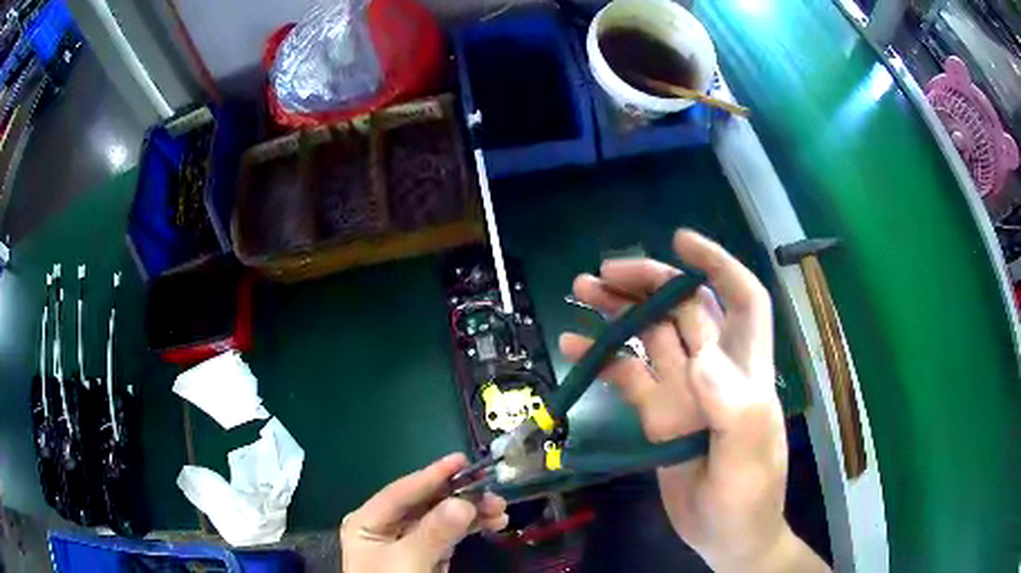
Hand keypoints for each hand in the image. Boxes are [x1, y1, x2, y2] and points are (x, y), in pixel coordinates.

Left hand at [340, 453, 508, 572]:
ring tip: (500, 509)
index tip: (462, 460)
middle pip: (425, 503)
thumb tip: (464, 503)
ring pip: (442, 518)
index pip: (401, 492)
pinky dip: (472, 528)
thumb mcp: (407, 561)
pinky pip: (451, 535)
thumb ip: (433, 533)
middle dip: (459, 496)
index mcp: (368, 522)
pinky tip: (493, 522)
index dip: (432, 475)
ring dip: (471, 512)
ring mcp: (409, 541)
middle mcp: (387, 527)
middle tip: (491, 490)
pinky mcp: (428, 555)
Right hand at [559, 230, 827, 571]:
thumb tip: (701, 357)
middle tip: (602, 273)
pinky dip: (601, 357)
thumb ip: (732, 405)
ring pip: (651, 336)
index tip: (681, 240)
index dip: (718, 265)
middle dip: (648, 282)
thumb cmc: (749, 496)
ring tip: (580, 291)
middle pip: (684, 309)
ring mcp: (682, 392)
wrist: (726, 536)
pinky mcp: (656, 415)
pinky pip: (627, 376)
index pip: (742, 299)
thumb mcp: (749, 454)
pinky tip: (572, 345)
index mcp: (745, 369)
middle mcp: (714, 370)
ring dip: (619, 311)